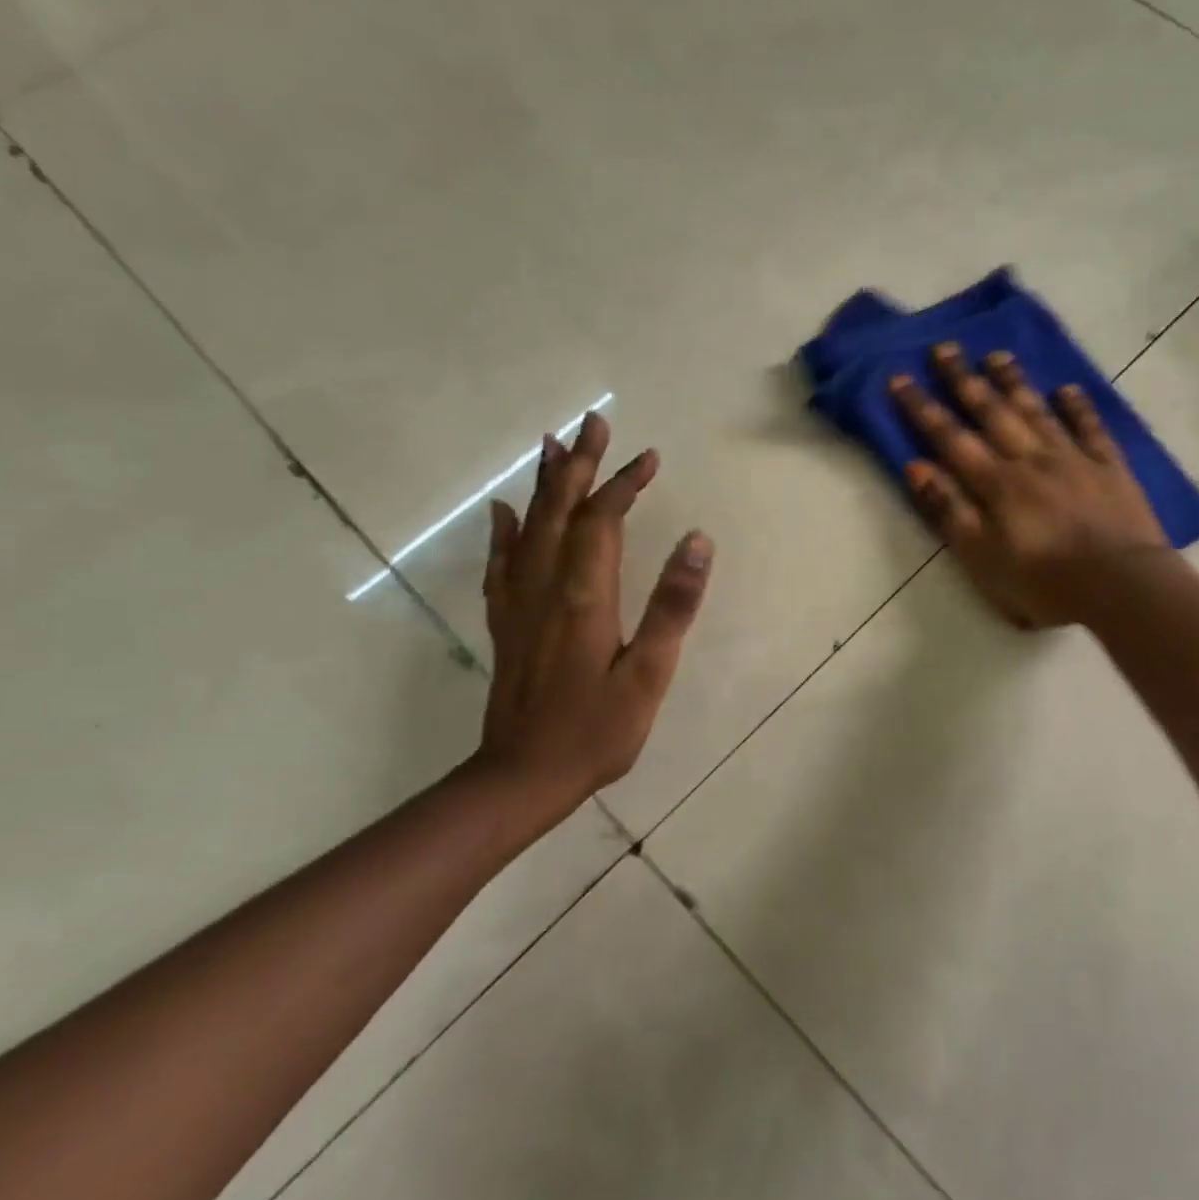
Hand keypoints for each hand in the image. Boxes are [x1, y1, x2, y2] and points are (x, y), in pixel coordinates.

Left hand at [471, 411, 712, 835]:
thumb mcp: (649, 674)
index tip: (649, 456)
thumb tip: (696, 541)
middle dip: (580, 465)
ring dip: (545, 485)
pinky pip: (502, 563)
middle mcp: (545, 587)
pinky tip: (506, 512)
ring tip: (552, 446)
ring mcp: (519, 604)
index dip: (624, 484)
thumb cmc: (596, 730)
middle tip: (593, 422)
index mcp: (584, 596)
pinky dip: (506, 530)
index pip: (603, 521)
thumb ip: (672, 606)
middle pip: (560, 511)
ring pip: (529, 527)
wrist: (523, 777)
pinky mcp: (507, 623)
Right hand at [891, 343, 1173, 628]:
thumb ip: (949, 510)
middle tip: (945, 348)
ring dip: (1014, 383)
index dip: (923, 409)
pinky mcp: (1110, 468)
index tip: (900, 378)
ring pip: (1037, 412)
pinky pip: (1091, 428)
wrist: (1120, 586)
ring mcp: (1073, 459)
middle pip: (992, 413)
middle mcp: (1031, 460)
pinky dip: (1078, 407)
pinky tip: (1067, 389)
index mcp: (996, 483)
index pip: (951, 438)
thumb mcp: (981, 558)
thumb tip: (916, 466)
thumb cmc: (1042, 582)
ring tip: (996, 355)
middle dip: (964, 380)